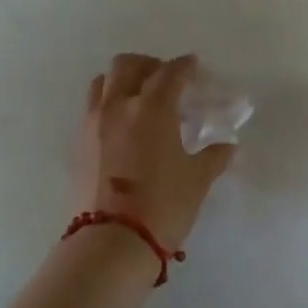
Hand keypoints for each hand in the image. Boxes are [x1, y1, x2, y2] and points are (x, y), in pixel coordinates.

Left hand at [72, 53, 235, 251]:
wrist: (112, 242)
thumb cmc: (164, 206)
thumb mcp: (197, 180)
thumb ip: (213, 157)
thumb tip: (229, 147)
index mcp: (153, 108)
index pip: (171, 72)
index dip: (185, 66)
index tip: (194, 67)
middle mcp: (119, 106)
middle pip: (128, 65)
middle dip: (150, 65)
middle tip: (166, 80)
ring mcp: (94, 123)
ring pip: (103, 82)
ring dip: (123, 81)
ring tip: (139, 98)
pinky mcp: (79, 143)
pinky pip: (93, 108)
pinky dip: (109, 104)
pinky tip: (124, 126)